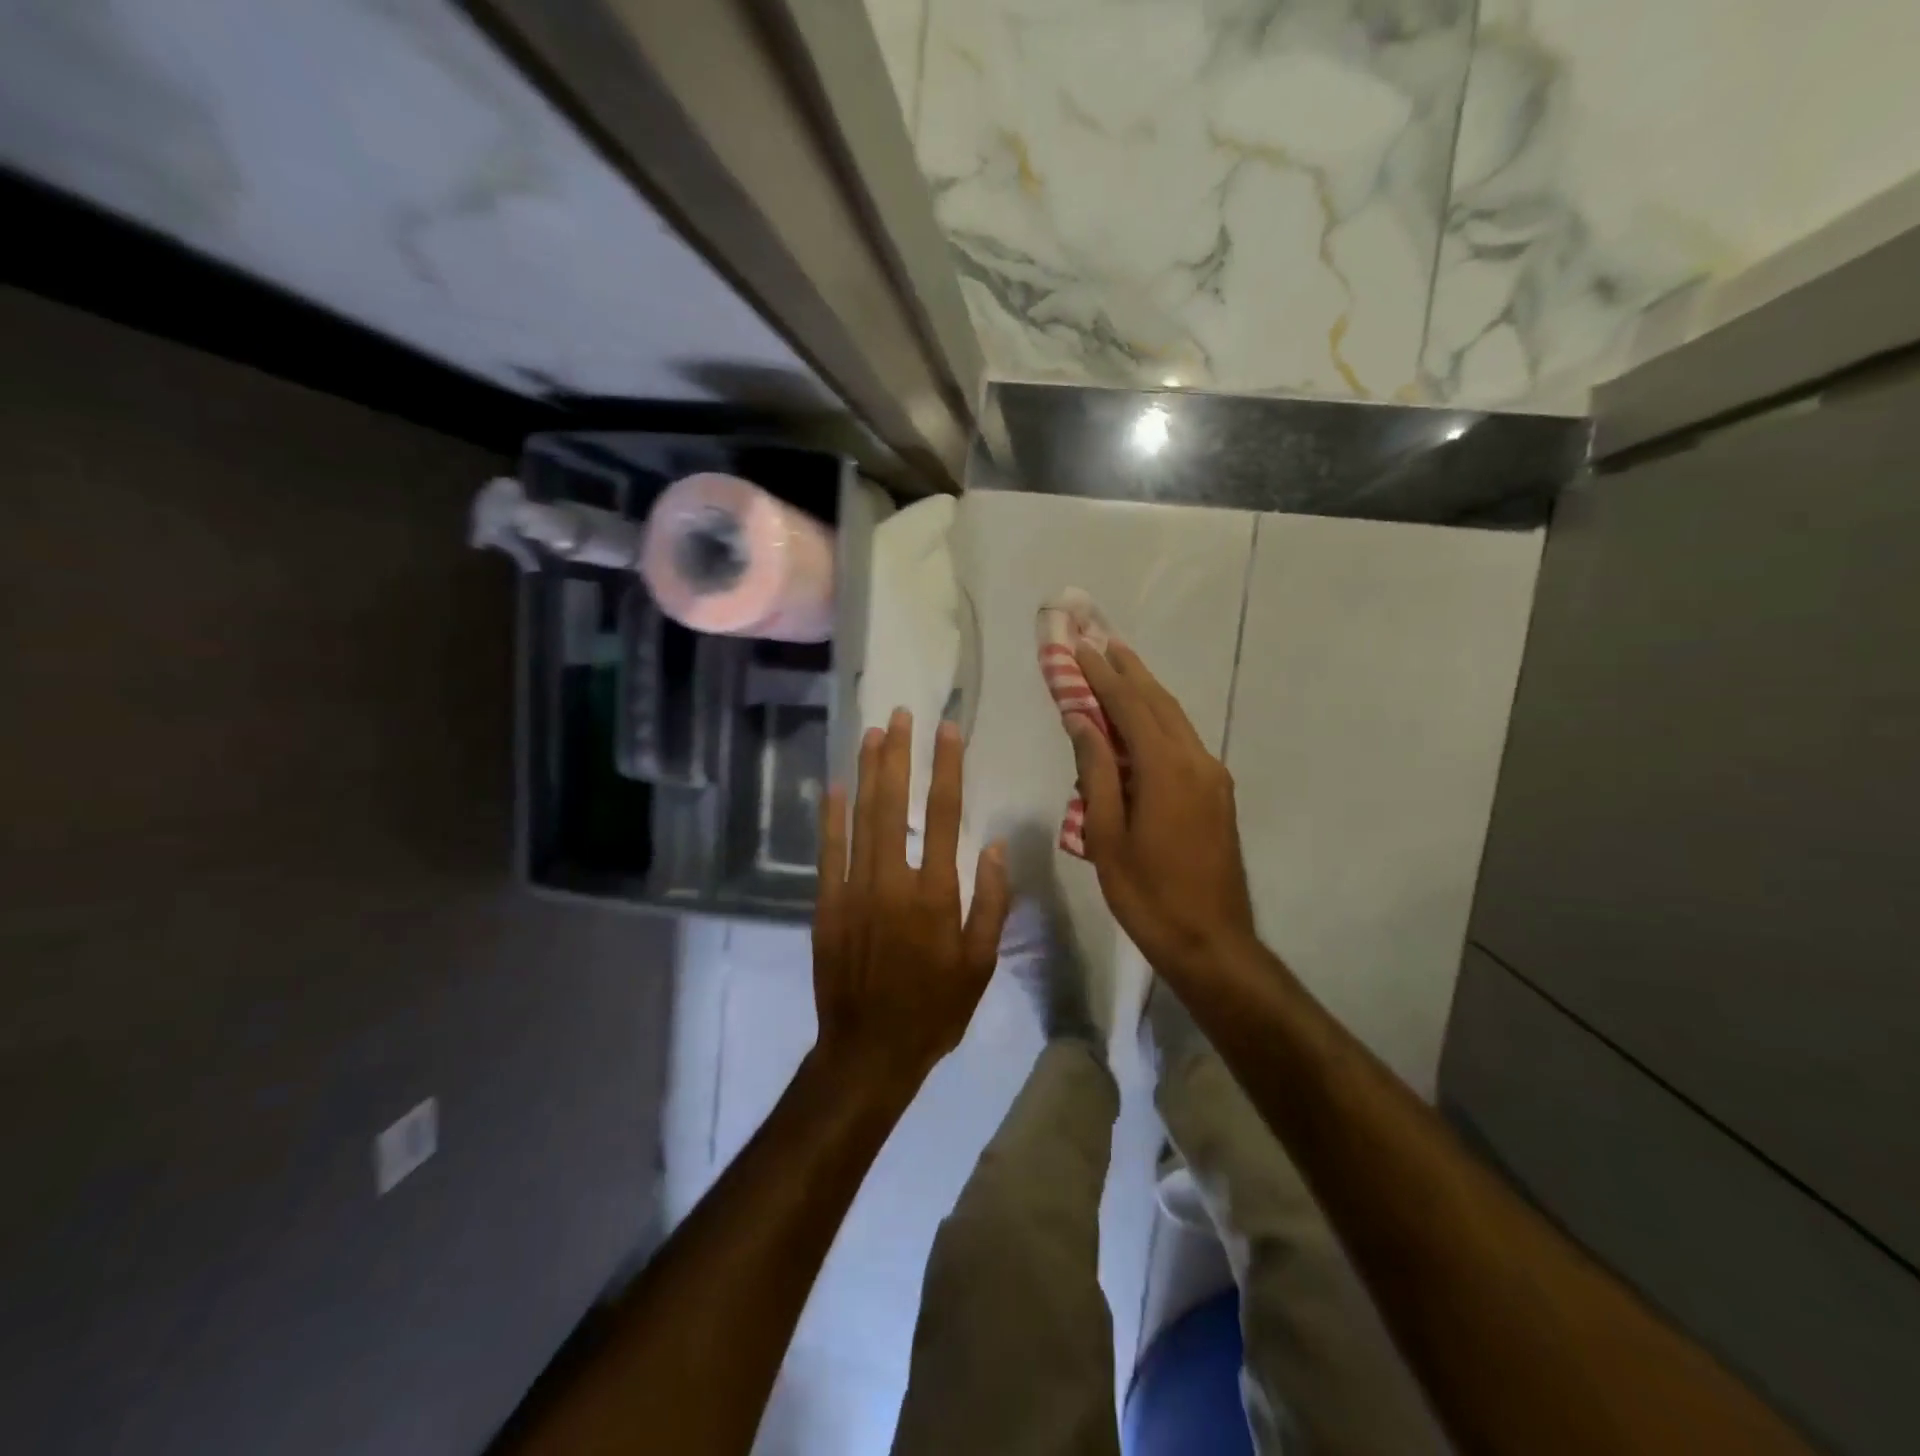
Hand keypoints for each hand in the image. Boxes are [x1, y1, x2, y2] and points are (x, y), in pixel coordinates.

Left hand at [811, 709, 1010, 1093]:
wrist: (869, 1051)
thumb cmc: (934, 1010)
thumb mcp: (980, 965)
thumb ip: (989, 903)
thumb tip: (993, 848)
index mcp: (936, 894)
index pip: (945, 815)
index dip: (946, 768)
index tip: (947, 730)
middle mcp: (893, 881)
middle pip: (896, 804)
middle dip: (899, 755)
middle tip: (901, 715)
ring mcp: (854, 890)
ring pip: (861, 818)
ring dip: (867, 773)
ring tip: (873, 734)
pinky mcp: (827, 904)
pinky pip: (828, 851)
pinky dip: (830, 816)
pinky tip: (834, 786)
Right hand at [1068, 642, 1256, 981]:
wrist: (1212, 942)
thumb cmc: (1148, 895)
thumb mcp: (1107, 837)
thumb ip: (1095, 773)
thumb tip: (1083, 720)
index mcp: (1166, 770)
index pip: (1130, 707)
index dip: (1102, 676)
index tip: (1079, 648)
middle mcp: (1196, 761)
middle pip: (1159, 702)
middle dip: (1128, 670)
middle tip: (1100, 641)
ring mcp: (1213, 776)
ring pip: (1175, 719)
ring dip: (1146, 691)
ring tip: (1119, 666)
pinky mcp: (1217, 793)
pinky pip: (1183, 741)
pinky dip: (1158, 720)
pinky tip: (1141, 719)